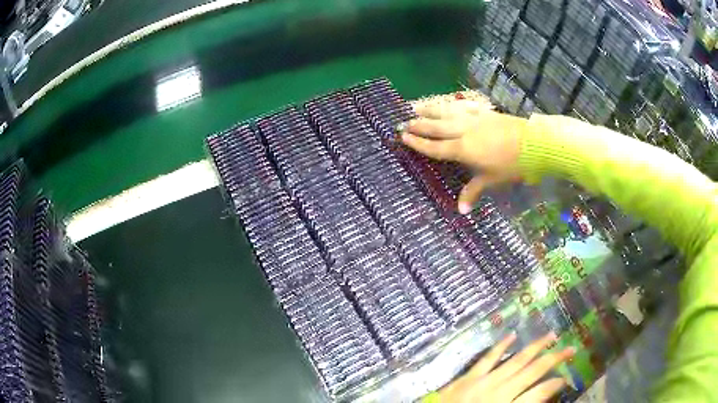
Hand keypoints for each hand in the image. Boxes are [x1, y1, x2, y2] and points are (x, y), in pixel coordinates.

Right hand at [400, 101, 527, 213]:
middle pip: (436, 127)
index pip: (435, 147)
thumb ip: (474, 191)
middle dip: (419, 125)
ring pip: (446, 113)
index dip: (418, 143)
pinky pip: (461, 107)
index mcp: (462, 149)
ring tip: (416, 107)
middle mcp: (463, 131)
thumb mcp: (492, 180)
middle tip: (403, 123)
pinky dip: (451, 105)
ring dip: (430, 110)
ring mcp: (473, 119)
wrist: (532, 143)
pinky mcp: (483, 113)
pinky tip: (447, 104)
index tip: (403, 137)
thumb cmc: (511, 165)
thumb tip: (461, 211)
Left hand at [438, 332, 574, 402]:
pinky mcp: (466, 378)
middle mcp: (500, 391)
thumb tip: (541, 397)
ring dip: (535, 347)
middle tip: (571, 348)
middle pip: (533, 370)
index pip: (541, 393)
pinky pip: (486, 358)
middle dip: (555, 358)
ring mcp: (482, 382)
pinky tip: (511, 335)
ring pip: (515, 360)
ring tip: (551, 335)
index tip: (567, 378)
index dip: (557, 384)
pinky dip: (500, 346)